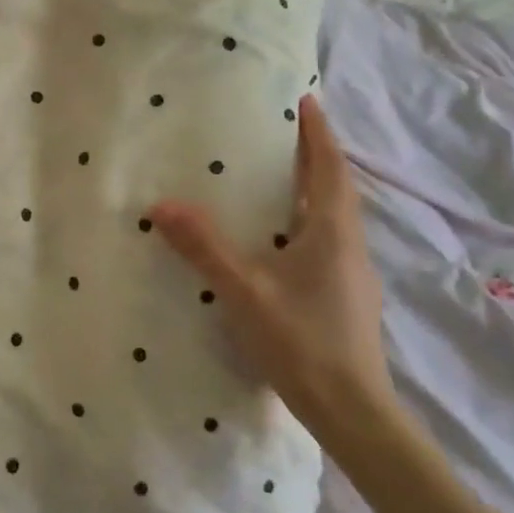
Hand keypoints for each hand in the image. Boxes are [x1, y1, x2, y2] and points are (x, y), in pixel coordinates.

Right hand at [149, 94, 389, 439]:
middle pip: (334, 188)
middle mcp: (349, 245)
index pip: (330, 167)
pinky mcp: (345, 299)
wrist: (352, 412)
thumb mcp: (244, 290)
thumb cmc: (302, 341)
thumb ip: (203, 246)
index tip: (307, 100)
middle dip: (313, 157)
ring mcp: (351, 275)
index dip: (319, 132)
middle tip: (280, 135)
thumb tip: (161, 204)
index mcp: (333, 231)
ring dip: (310, 191)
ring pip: (331, 218)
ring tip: (275, 180)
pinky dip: (304, 224)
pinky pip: (325, 243)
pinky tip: (277, 242)